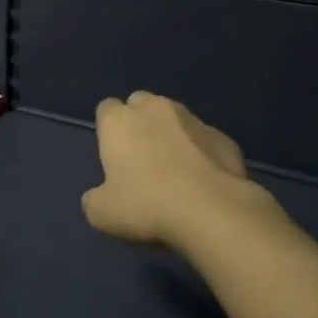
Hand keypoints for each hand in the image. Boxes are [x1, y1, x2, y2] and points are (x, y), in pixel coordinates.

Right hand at [83, 92, 282, 252]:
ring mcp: (192, 119)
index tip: (113, 156)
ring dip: (172, 134)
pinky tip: (205, 181)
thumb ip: (94, 199)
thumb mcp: (103, 213)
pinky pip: (206, 140)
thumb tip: (97, 198)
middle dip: (140, 122)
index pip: (106, 108)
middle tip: (142, 158)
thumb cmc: (147, 205)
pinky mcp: (223, 137)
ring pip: (176, 117)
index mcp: (119, 120)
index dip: (108, 130)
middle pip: (140, 103)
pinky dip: (203, 153)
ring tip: (177, 169)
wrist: (212, 211)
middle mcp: (153, 108)